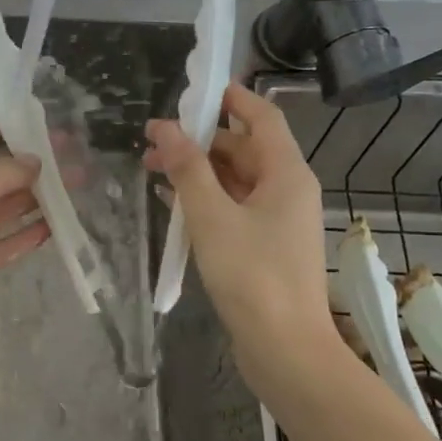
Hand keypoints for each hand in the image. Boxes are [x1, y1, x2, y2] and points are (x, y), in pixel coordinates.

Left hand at [0, 109, 49, 351]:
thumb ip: (8, 170)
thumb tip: (35, 162)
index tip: (28, 120)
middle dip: (29, 161)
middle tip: (68, 153)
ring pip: (6, 205)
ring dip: (39, 195)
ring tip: (76, 185)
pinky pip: (8, 241)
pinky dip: (30, 232)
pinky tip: (58, 225)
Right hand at [144, 83, 333, 359]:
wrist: (285, 348)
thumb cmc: (252, 275)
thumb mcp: (212, 216)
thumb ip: (187, 169)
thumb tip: (164, 127)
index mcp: (286, 173)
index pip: (261, 117)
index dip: (230, 99)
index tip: (191, 91)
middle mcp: (288, 190)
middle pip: (244, 149)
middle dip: (199, 141)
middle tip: (153, 143)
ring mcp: (279, 220)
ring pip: (236, 181)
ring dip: (199, 172)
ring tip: (153, 171)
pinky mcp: (267, 246)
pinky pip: (235, 208)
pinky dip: (207, 201)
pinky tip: (174, 206)